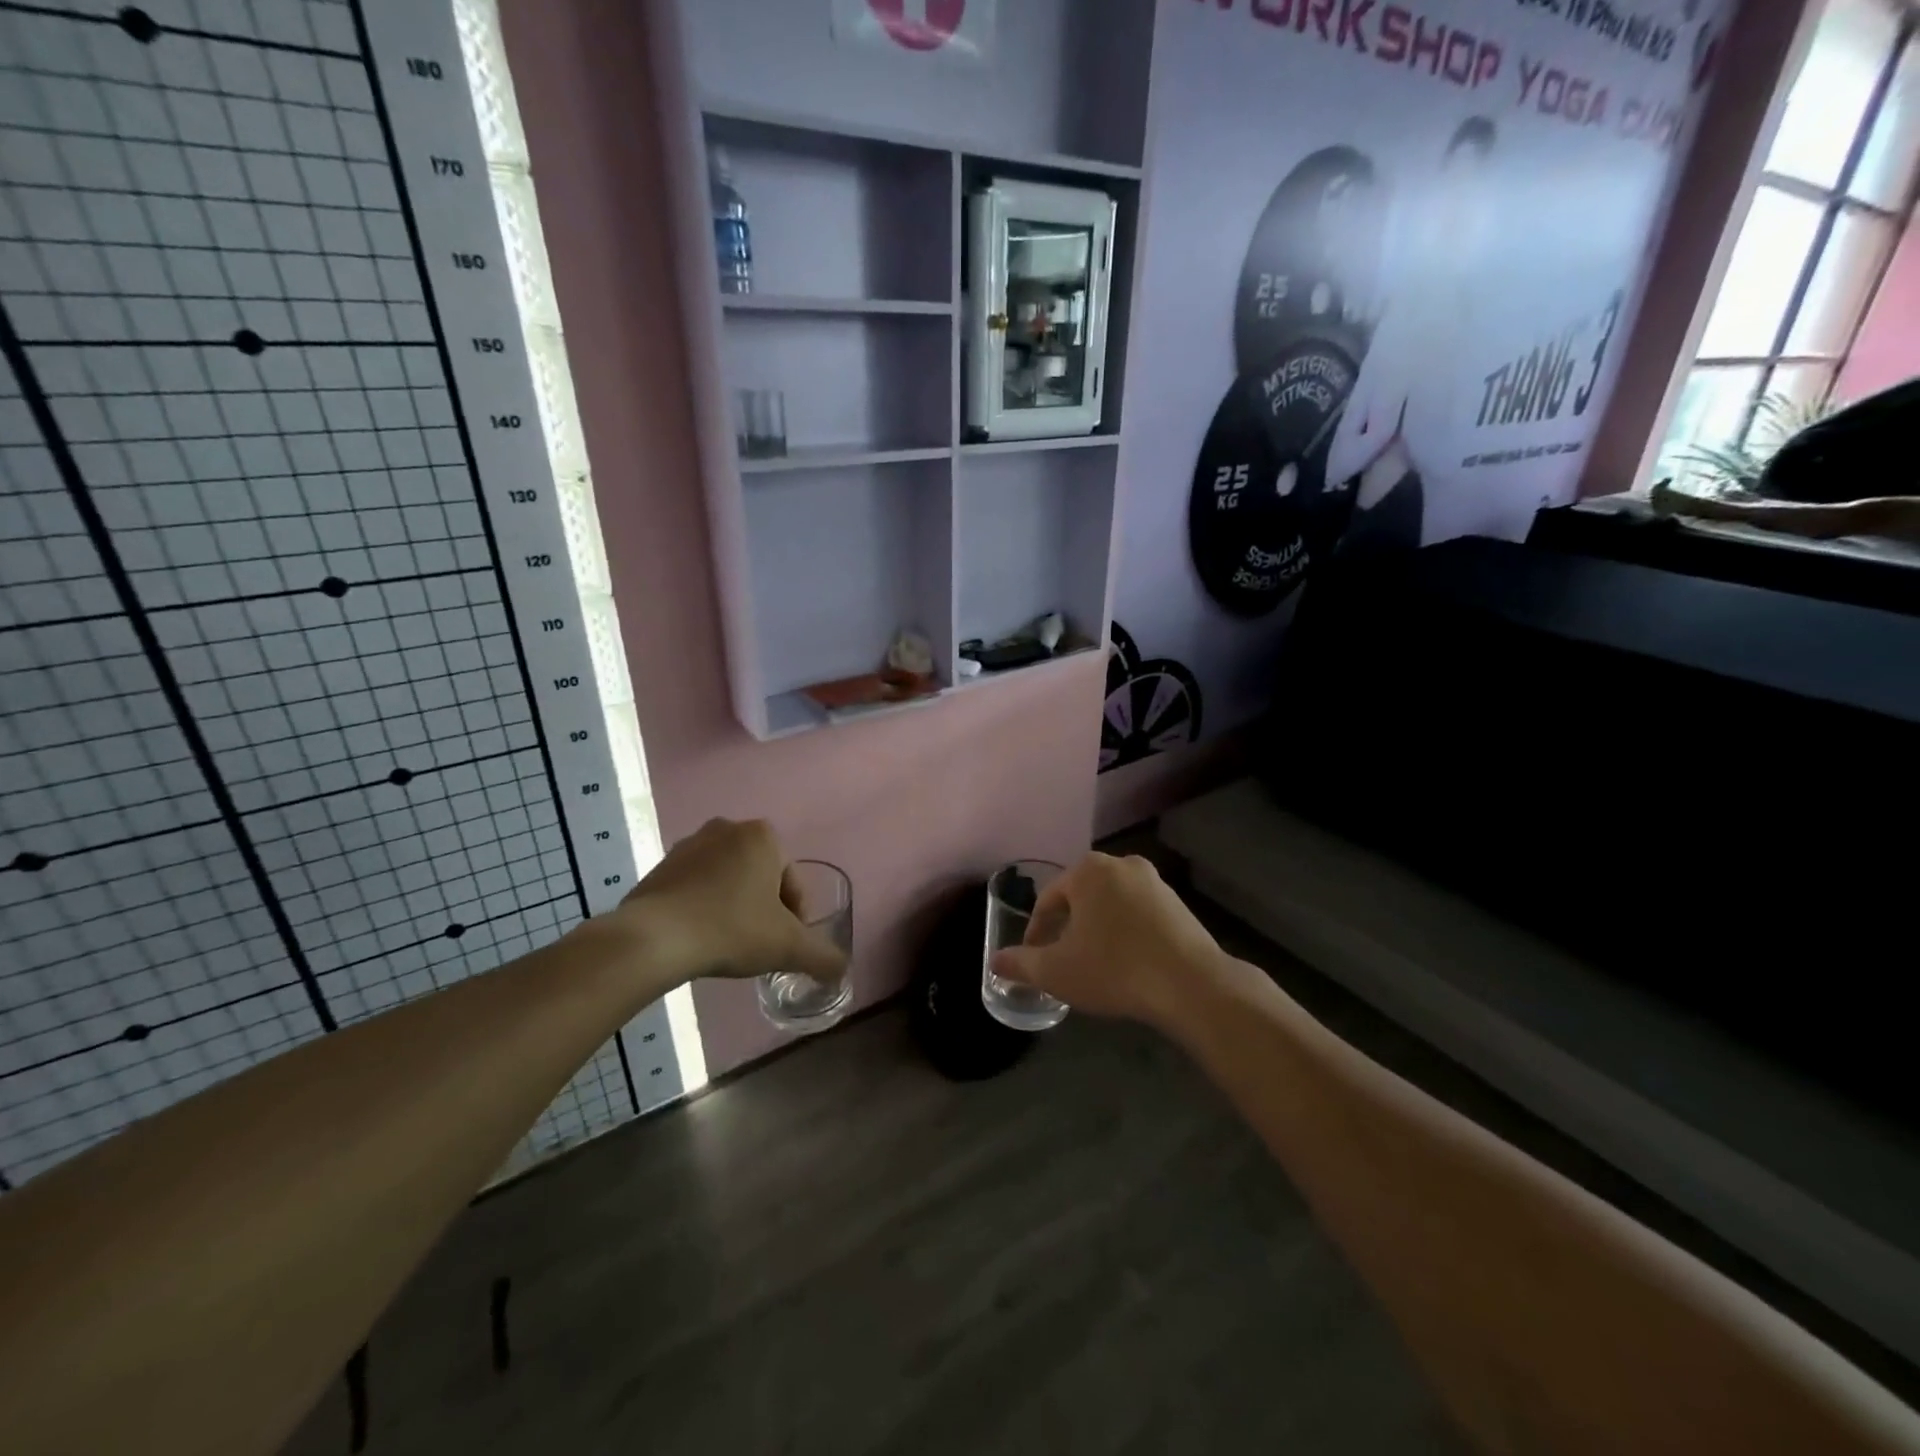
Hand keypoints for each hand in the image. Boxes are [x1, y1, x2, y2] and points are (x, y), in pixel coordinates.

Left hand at [614, 819, 847, 987]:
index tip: (783, 947)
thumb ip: (823, 957)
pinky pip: (695, 887)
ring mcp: (689, 844)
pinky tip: (699, 938)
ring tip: (727, 944)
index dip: (795, 918)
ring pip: (728, 881)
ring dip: (734, 907)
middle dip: (763, 909)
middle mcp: (728, 829)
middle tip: (758, 945)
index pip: (792, 882)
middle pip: (761, 878)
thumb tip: (841, 970)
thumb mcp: (788, 947)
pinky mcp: (661, 865)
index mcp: (763, 836)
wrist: (654, 939)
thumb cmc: (731, 930)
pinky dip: (703, 908)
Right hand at [990, 853, 1229, 1030]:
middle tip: (1062, 960)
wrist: (1192, 985)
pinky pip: (1138, 914)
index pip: (1049, 899)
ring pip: (1110, 905)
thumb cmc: (1114, 969)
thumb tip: (995, 962)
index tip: (1034, 958)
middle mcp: (1121, 864)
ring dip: (1096, 929)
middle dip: (1067, 927)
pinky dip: (1125, 932)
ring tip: (1093, 963)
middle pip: (1080, 897)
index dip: (1036, 931)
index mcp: (1088, 871)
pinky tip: (1126, 963)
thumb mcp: (1056, 971)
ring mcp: (1155, 882)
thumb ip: (1020, 964)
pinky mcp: (1179, 904)